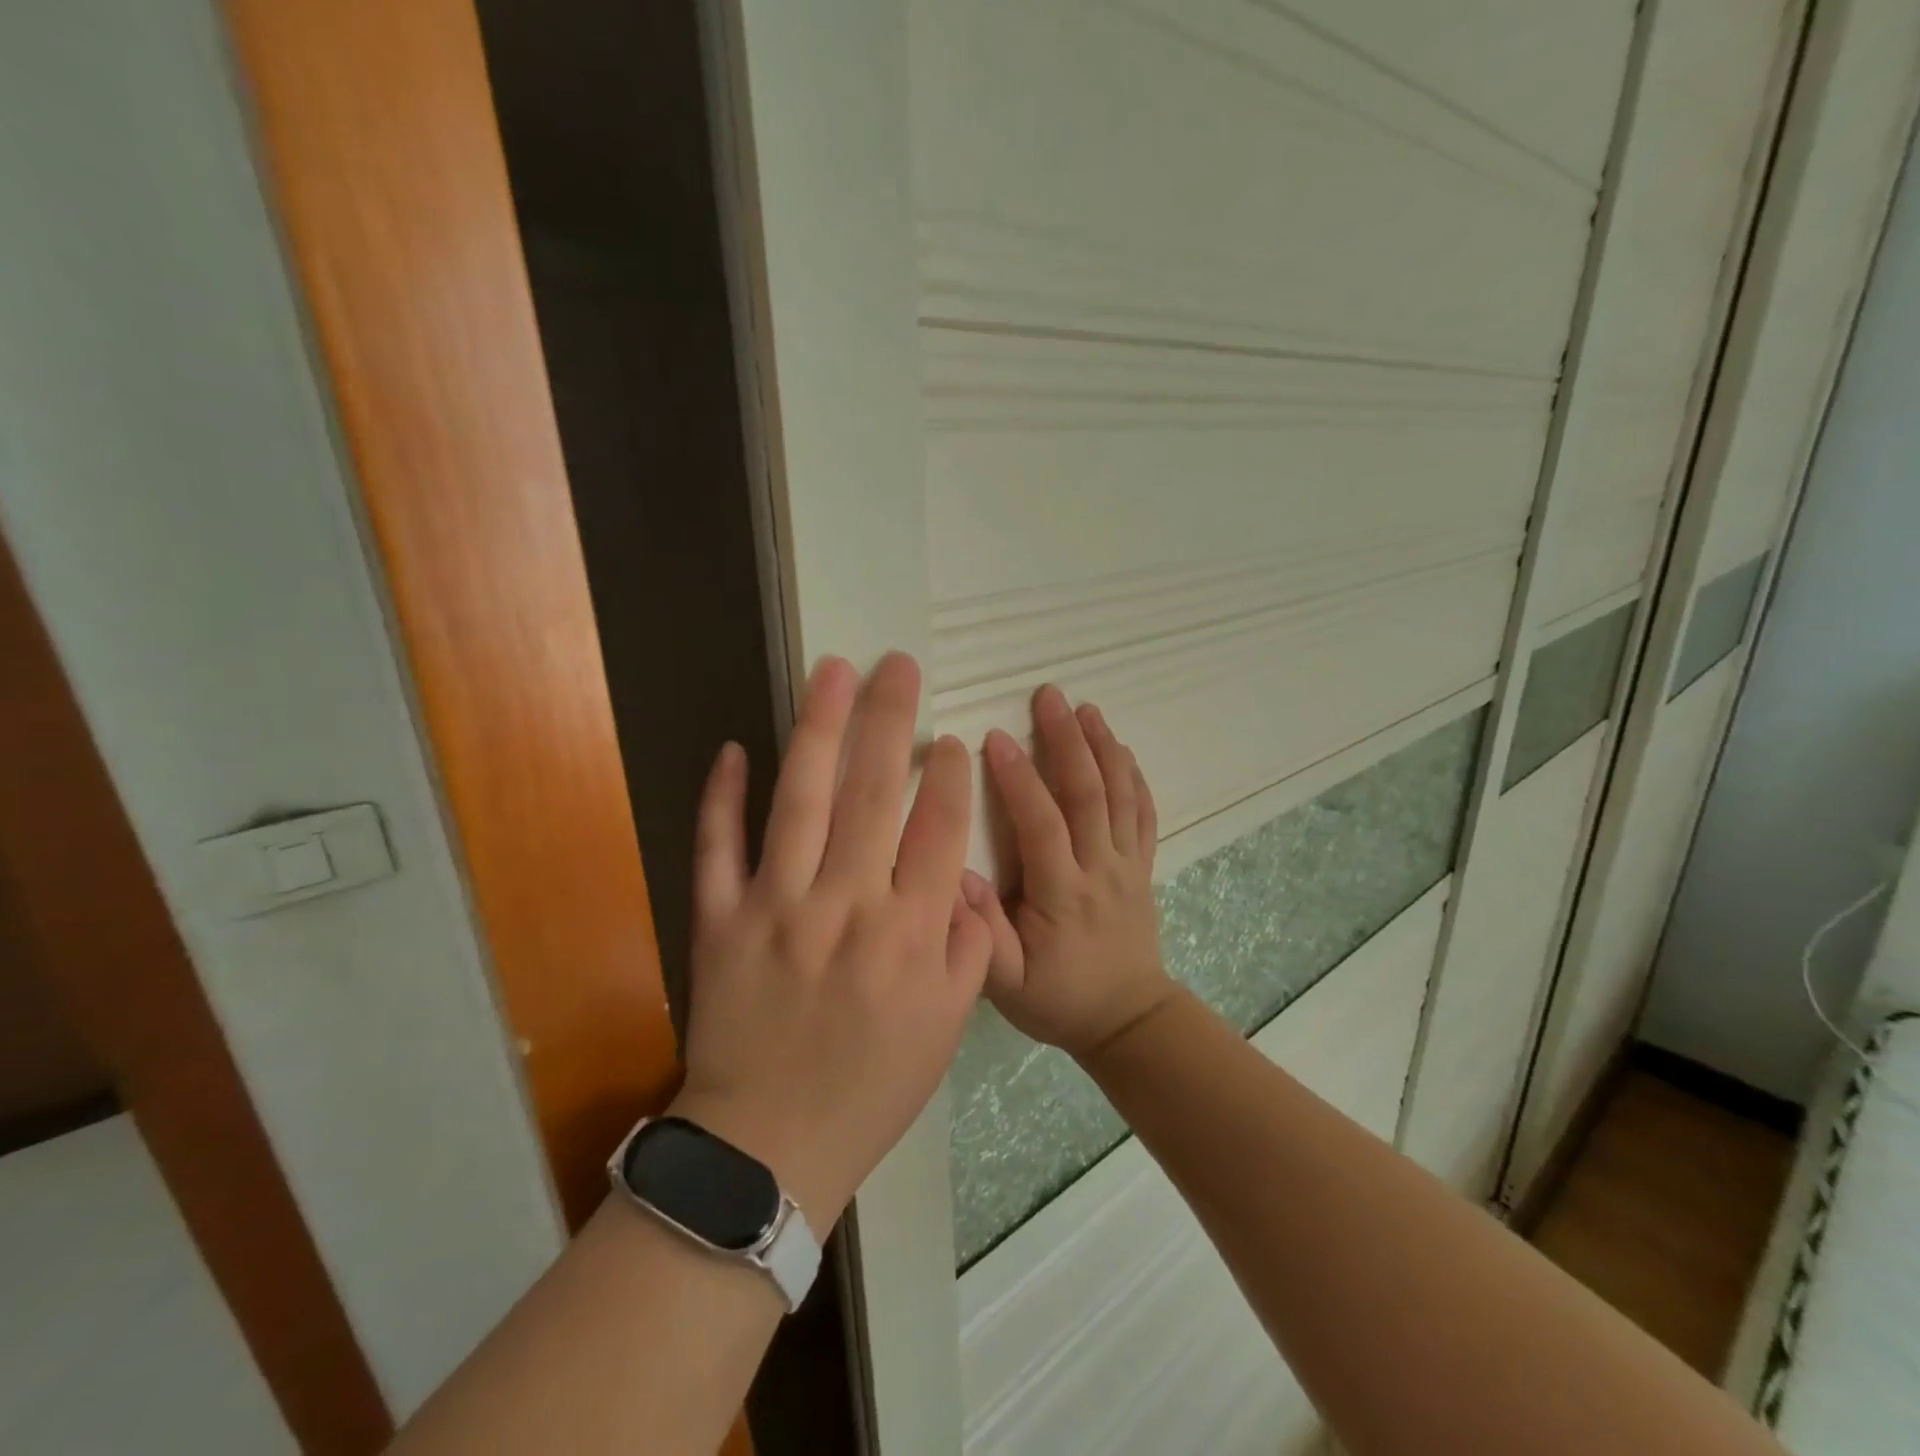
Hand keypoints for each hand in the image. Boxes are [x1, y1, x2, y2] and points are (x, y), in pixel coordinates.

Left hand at [671, 653, 992, 1230]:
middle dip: (890, 719)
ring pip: (801, 801)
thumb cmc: (872, 1086)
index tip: (950, 738)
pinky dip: (721, 796)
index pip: (938, 829)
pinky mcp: (719, 921)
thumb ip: (969, 946)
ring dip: (819, 730)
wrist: (771, 1146)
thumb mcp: (948, 1026)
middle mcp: (847, 905)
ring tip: (833, 673)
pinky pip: (717, 847)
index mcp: (910, 933)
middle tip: (898, 664)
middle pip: (874, 793)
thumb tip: (962, 876)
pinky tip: (735, 748)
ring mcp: (777, 908)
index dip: (949, 776)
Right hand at [963, 685, 1176, 1060]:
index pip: (1042, 824)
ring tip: (1086, 707)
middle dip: (1067, 740)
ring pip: (1120, 796)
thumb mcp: (1006, 984)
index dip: (1019, 778)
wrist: (1128, 1021)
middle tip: (1049, 695)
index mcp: (1062, 894)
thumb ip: (981, 934)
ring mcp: (1128, 865)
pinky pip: (1144, 814)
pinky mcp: (1143, 867)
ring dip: (1103, 747)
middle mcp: (1100, 869)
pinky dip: (1134, 776)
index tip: (995, 737)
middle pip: (1088, 794)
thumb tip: (955, 876)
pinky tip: (1122, 748)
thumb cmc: (1059, 999)